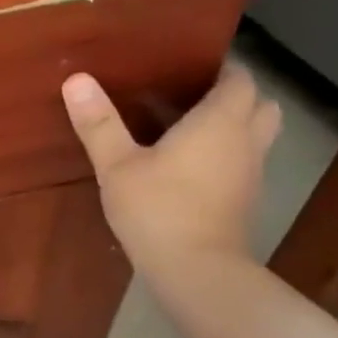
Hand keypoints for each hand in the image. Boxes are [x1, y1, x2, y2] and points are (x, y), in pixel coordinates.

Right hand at [61, 67, 281, 280]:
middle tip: (196, 99)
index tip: (189, 69)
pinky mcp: (246, 200)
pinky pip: (246, 163)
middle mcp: (246, 140)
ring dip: (238, 127)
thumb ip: (99, 124)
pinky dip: (230, 156)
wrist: (196, 269)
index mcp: (220, 121)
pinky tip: (194, 169)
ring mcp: (251, 173)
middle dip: (237, 96)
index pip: (239, 78)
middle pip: (261, 104)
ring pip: (258, 135)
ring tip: (194, 131)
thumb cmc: (158, 209)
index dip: (221, 69)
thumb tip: (76, 79)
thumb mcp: (117, 166)